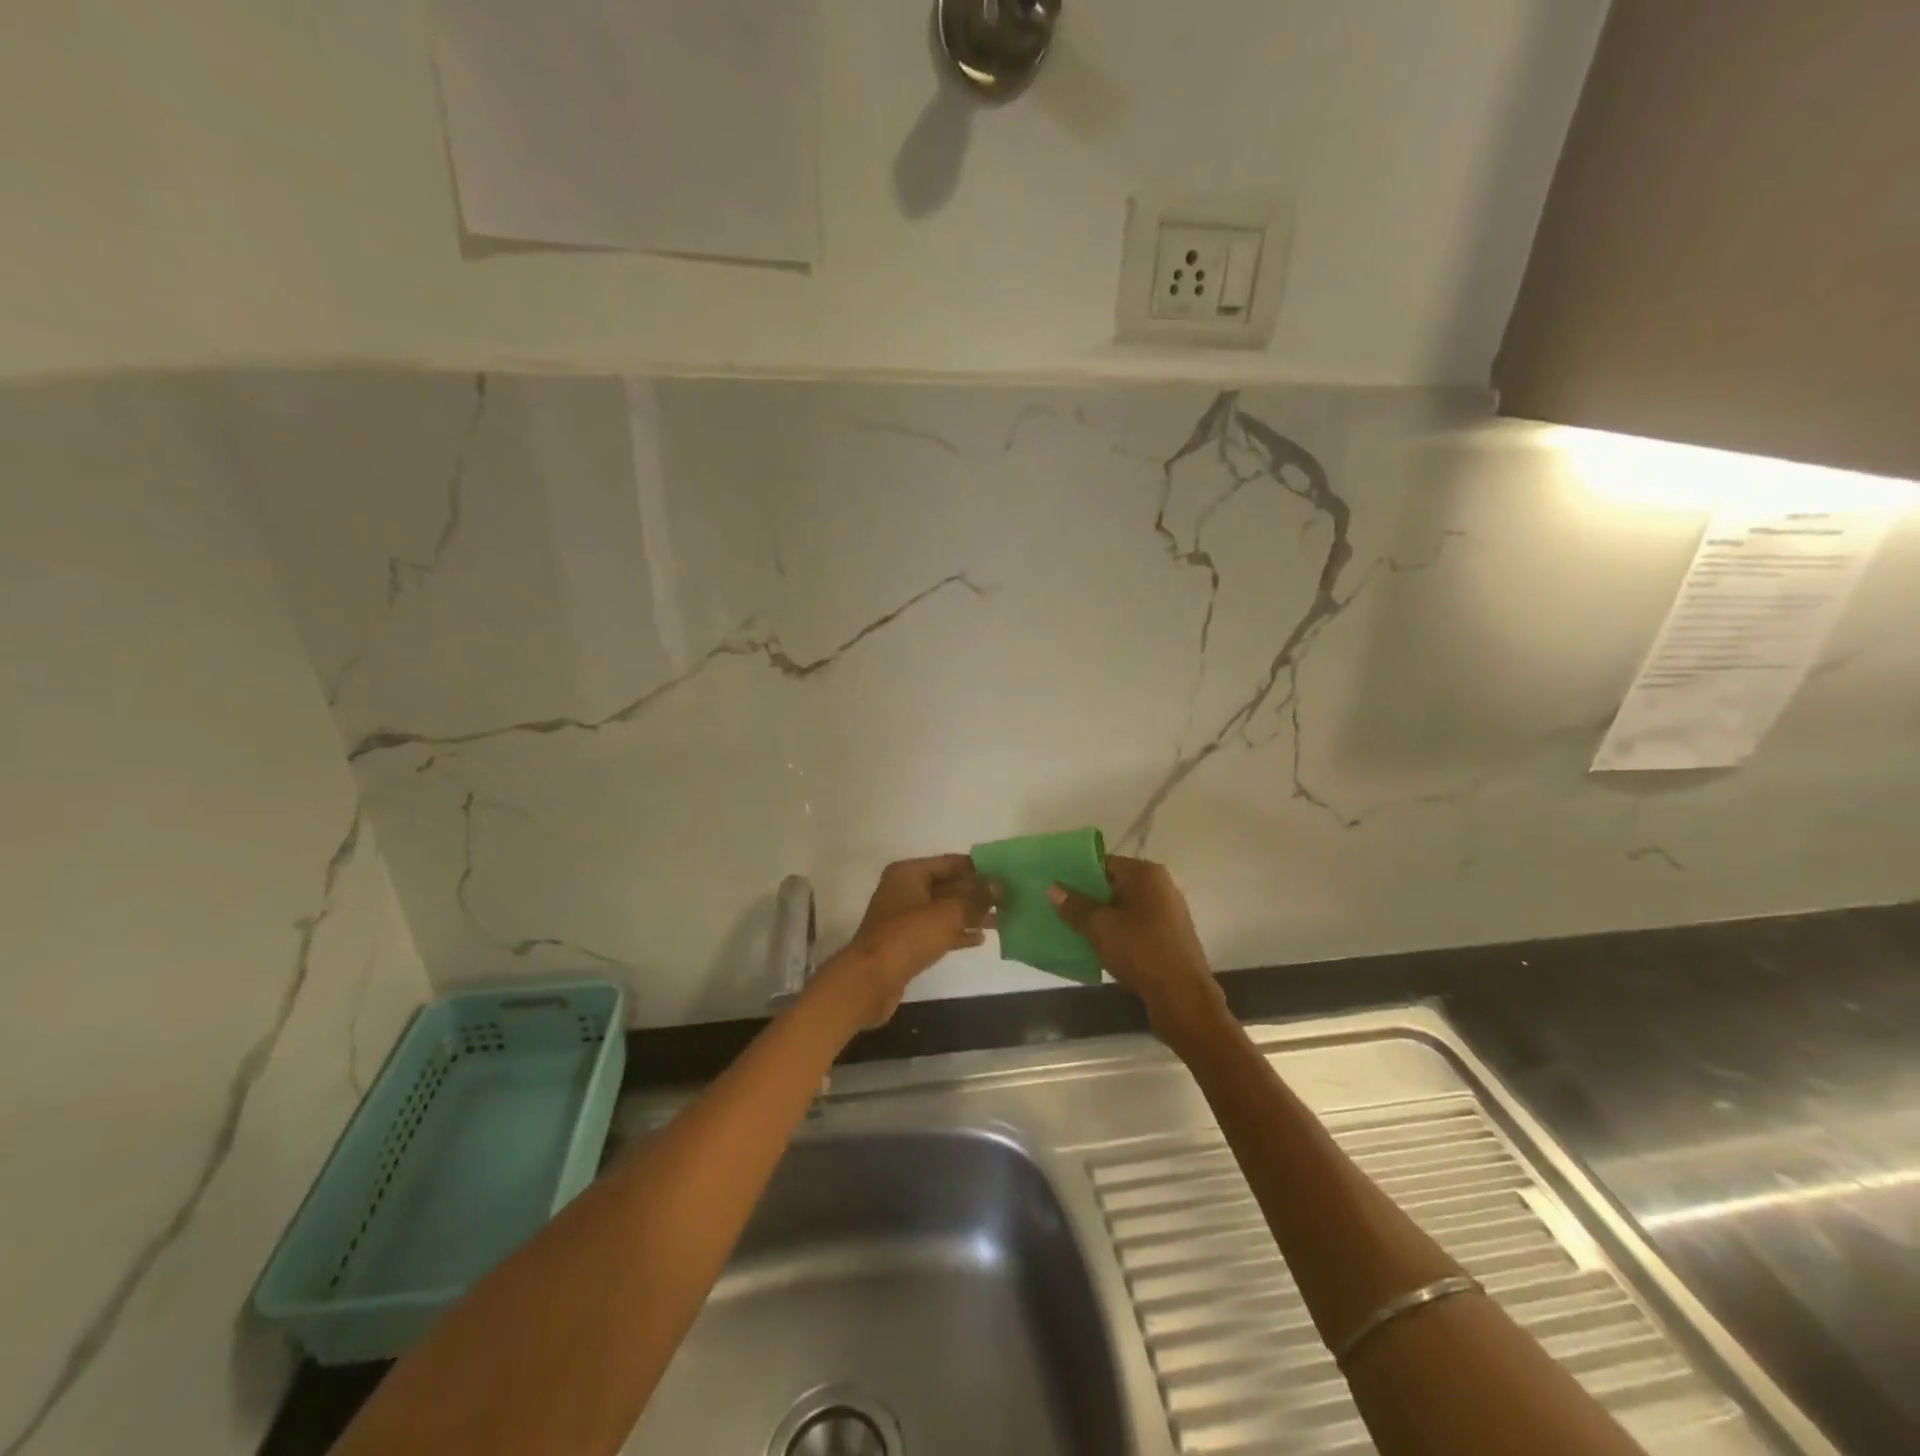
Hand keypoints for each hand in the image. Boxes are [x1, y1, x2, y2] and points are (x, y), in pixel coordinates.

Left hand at [819, 855, 998, 1028]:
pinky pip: (938, 930)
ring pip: (945, 910)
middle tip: (1009, 900)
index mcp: (910, 873)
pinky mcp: (906, 942)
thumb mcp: (948, 913)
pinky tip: (980, 939)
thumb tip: (998, 885)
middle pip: (949, 886)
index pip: (952, 863)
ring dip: (971, 914)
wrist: (870, 981)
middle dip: (977, 894)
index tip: (1006, 876)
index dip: (979, 869)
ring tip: (1002, 920)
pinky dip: (957, 932)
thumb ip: (975, 898)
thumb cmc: (908, 937)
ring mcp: (904, 917)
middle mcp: (905, 890)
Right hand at [1048, 855, 1226, 1044]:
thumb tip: (1052, 888)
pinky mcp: (1168, 936)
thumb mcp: (1101, 927)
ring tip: (1070, 927)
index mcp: (1146, 874)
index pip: (1104, 863)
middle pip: (1114, 884)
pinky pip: (1134, 925)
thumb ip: (1075, 906)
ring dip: (1100, 917)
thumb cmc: (1142, 952)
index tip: (1054, 885)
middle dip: (1086, 897)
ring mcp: (1167, 912)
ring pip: (1123, 907)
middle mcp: (1160, 886)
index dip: (1077, 873)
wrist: (1183, 998)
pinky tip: (1095, 945)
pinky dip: (1116, 931)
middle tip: (1057, 907)